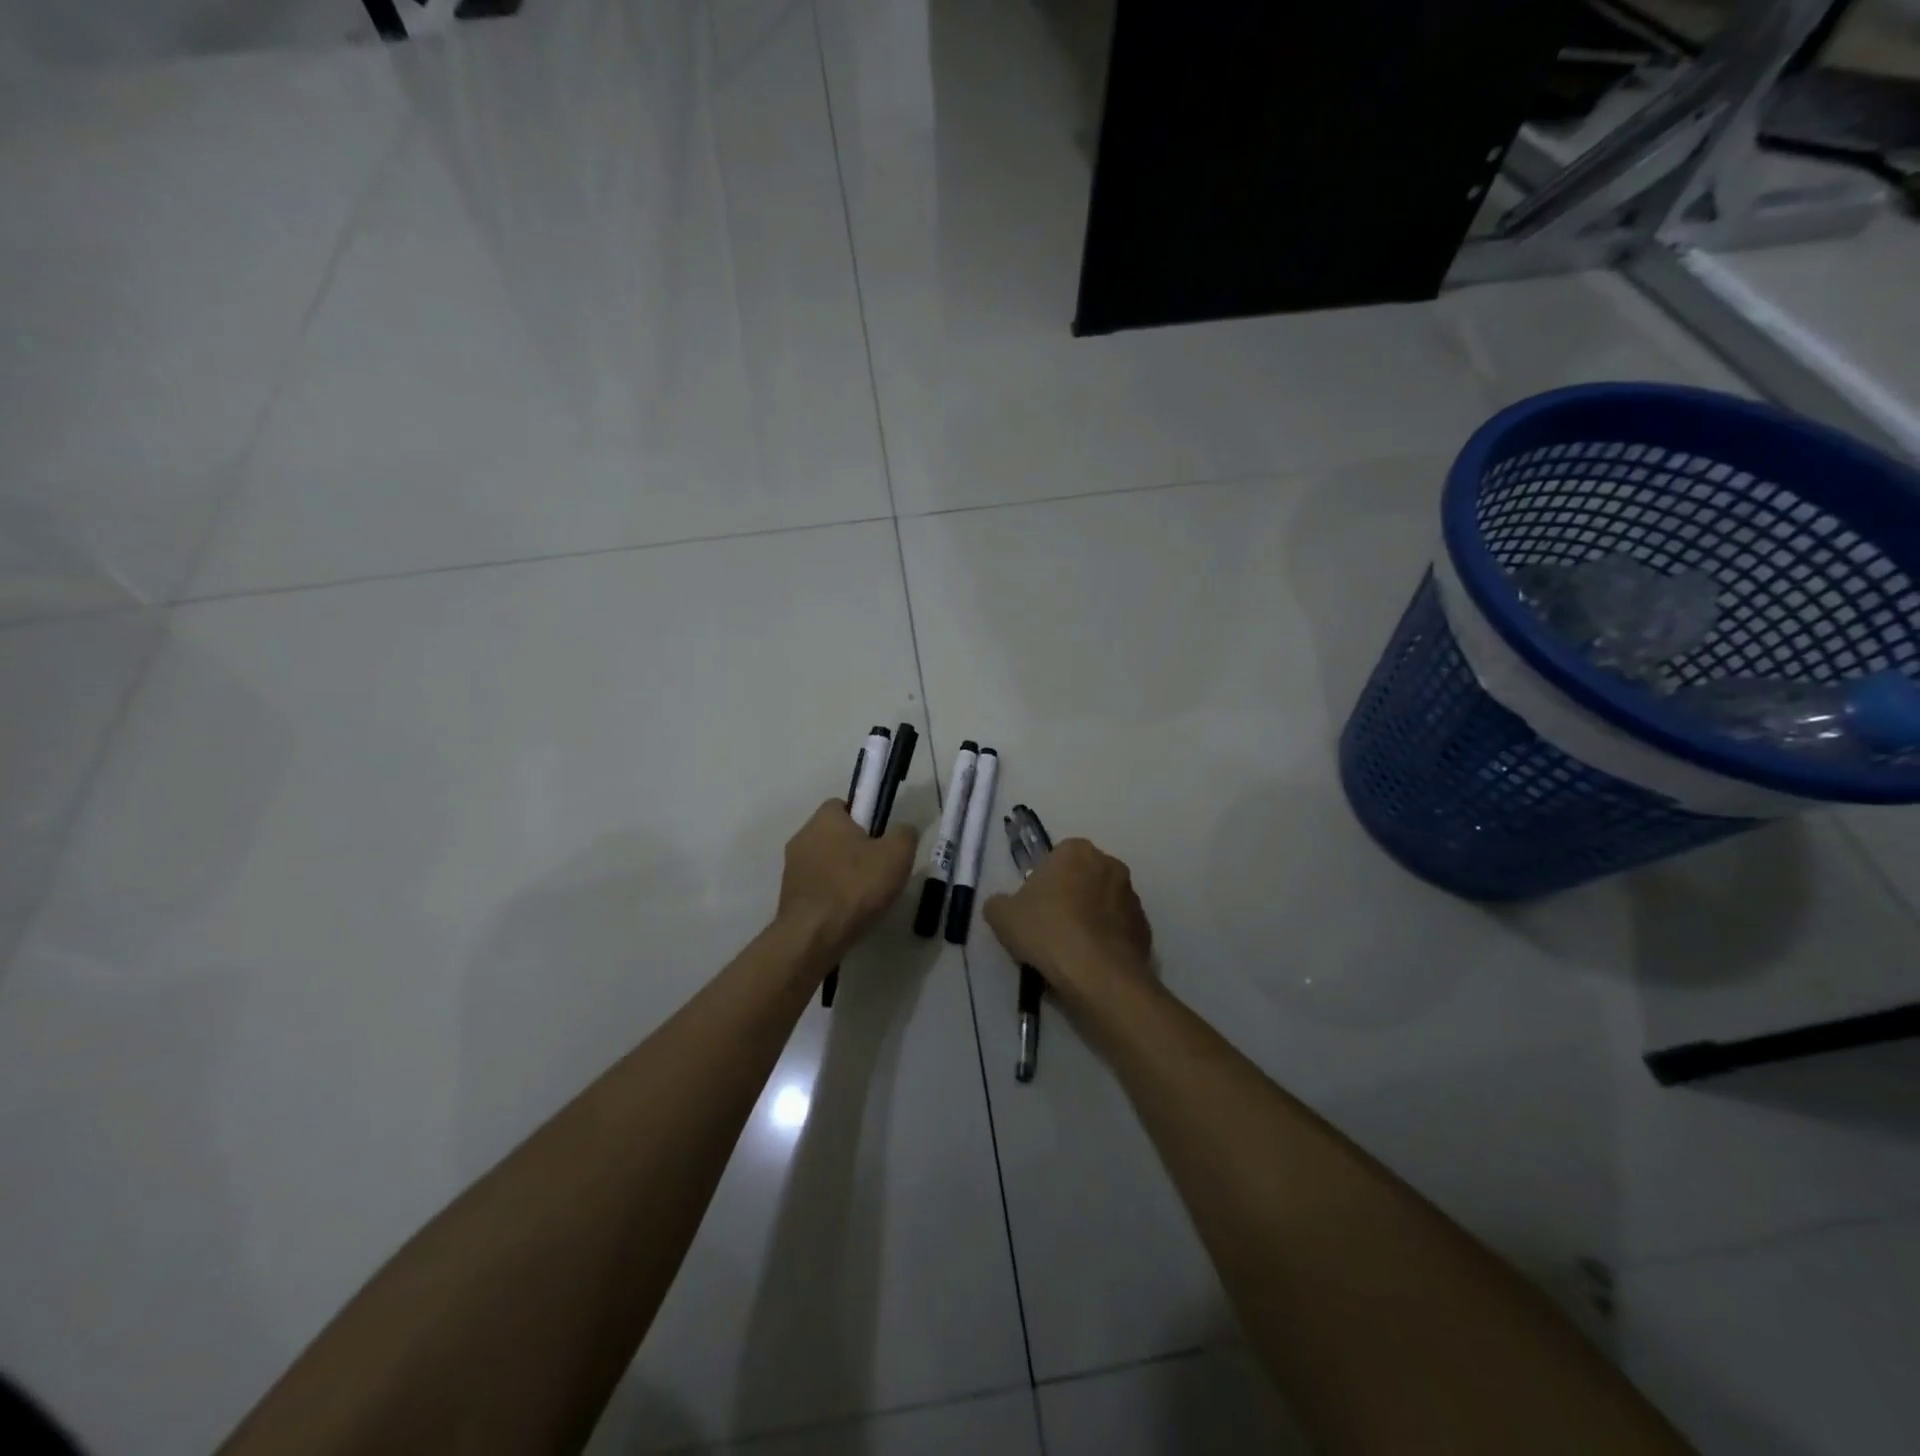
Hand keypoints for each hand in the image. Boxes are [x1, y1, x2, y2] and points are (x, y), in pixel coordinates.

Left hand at [777, 799, 918, 963]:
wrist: (814, 935)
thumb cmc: (856, 886)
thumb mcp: (897, 855)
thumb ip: (905, 834)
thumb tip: (904, 830)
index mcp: (825, 818)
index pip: (844, 805)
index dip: (865, 818)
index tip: (881, 838)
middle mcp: (803, 836)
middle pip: (834, 834)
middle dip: (854, 847)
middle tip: (878, 868)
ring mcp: (791, 867)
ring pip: (824, 861)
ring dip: (841, 872)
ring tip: (865, 895)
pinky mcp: (788, 895)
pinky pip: (816, 885)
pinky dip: (830, 894)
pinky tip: (847, 911)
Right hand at [983, 839, 1152, 999]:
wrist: (1096, 974)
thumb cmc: (1047, 931)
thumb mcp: (1002, 916)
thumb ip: (999, 903)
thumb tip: (1002, 905)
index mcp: (1077, 851)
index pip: (1056, 857)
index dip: (1042, 882)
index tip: (1033, 908)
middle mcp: (1110, 865)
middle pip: (1082, 878)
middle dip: (1069, 897)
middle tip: (1049, 928)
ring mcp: (1132, 897)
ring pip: (1103, 904)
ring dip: (1090, 919)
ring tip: (1070, 951)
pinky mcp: (1145, 928)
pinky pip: (1118, 930)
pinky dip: (1106, 941)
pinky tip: (1090, 963)